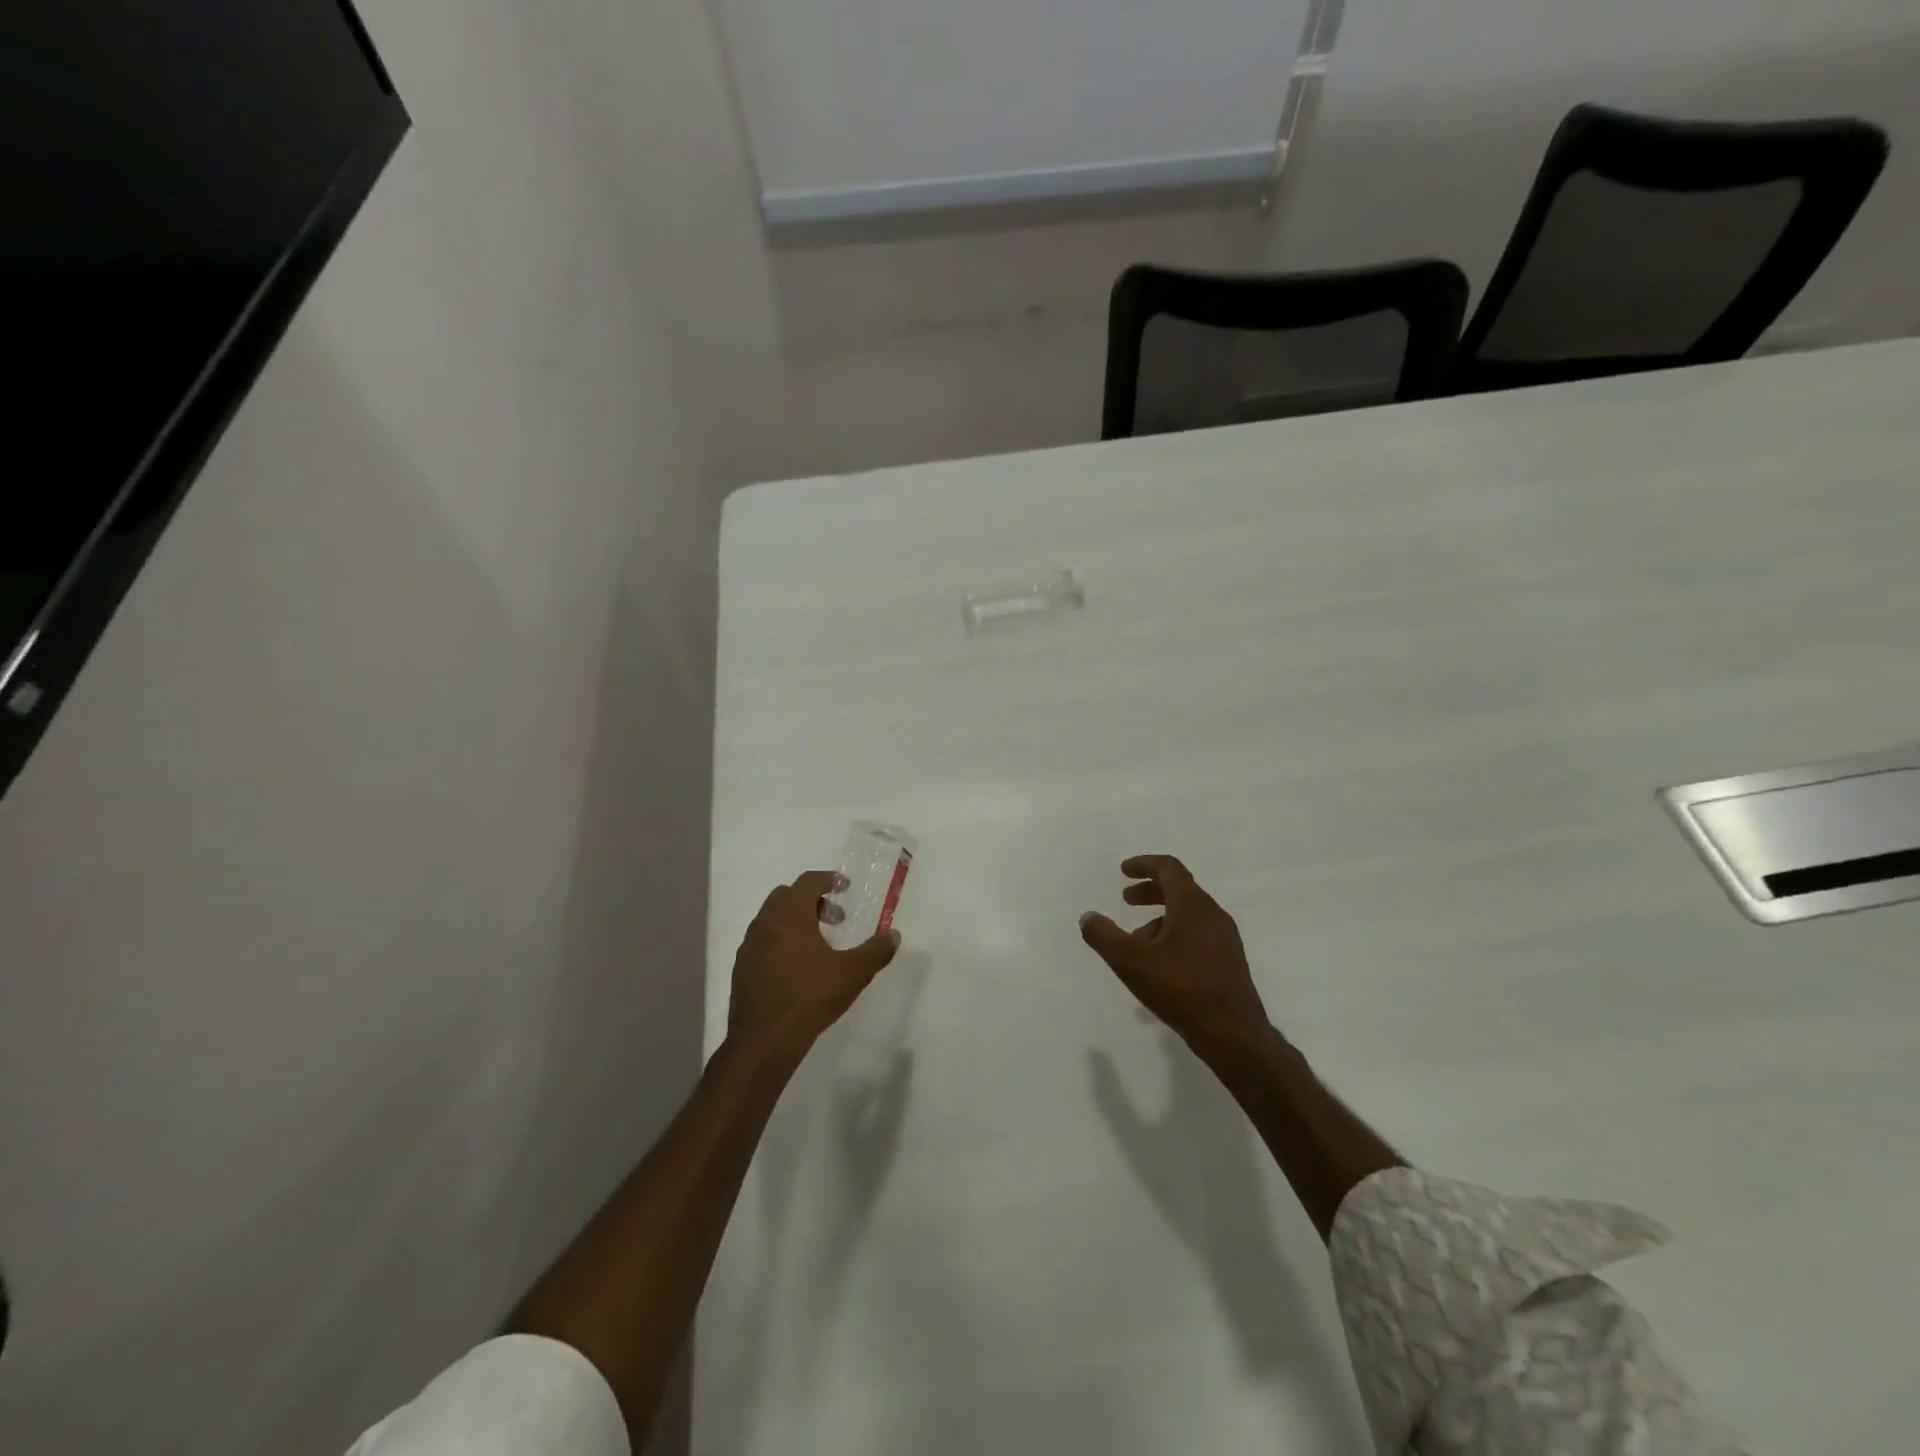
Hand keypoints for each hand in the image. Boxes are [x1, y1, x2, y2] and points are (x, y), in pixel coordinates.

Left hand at [729, 870, 900, 1055]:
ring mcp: (749, 945)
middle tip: (834, 918)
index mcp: (790, 914)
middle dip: (812, 900)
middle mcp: (765, 922)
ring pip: (772, 918)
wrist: (764, 1040)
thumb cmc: (810, 997)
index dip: (828, 879)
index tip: (844, 886)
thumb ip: (876, 951)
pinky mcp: (742, 967)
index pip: (808, 881)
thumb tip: (893, 935)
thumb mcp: (852, 974)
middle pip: (787, 896)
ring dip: (795, 920)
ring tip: (818, 944)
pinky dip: (780, 940)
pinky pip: (763, 940)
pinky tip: (796, 967)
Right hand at [1080, 855, 1271, 1055]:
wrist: (1232, 1034)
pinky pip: (1198, 934)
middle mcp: (1213, 914)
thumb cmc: (1180, 989)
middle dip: (1150, 892)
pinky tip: (1160, 966)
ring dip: (1160, 919)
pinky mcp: (1229, 960)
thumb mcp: (1130, 961)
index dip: (1144, 865)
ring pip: (1188, 915)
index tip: (1123, 870)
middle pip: (1179, 890)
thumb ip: (1104, 936)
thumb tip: (1088, 917)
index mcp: (1192, 905)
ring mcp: (1225, 938)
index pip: (1168, 869)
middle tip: (1126, 900)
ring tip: (1136, 943)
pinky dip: (1175, 935)